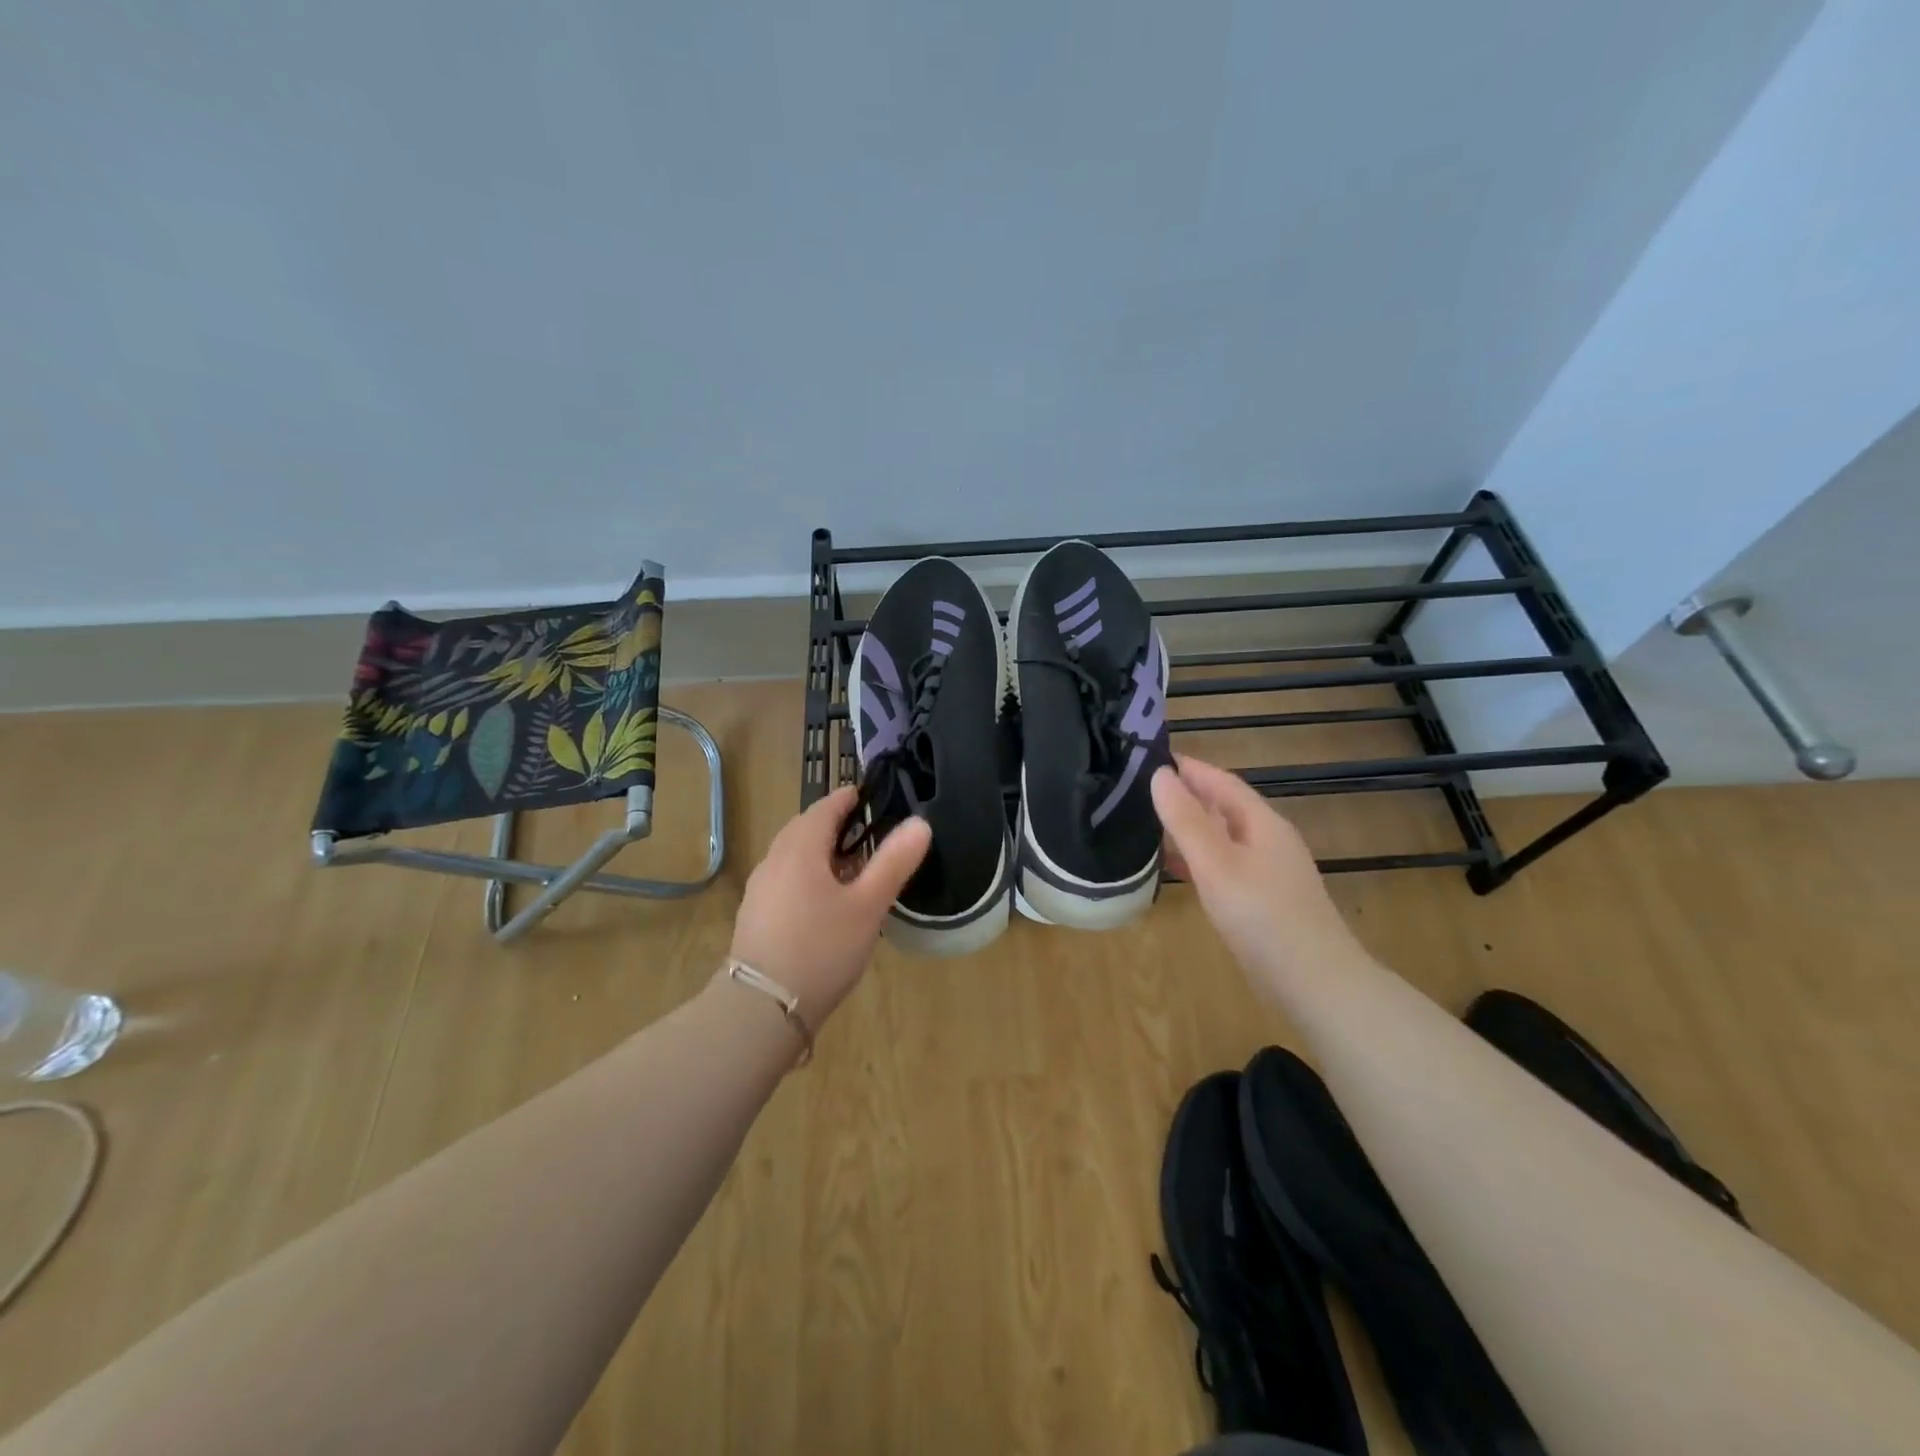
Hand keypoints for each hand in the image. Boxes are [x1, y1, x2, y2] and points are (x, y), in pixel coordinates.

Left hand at [728, 786, 931, 1023]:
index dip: (847, 799)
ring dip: (819, 852)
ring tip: (850, 868)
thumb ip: (893, 863)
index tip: (867, 796)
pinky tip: (824, 902)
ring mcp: (760, 890)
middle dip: (832, 824)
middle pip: (804, 829)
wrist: (762, 1008)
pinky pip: (785, 880)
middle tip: (865, 832)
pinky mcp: (755, 916)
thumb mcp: (868, 906)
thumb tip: (920, 823)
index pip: (823, 808)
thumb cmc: (821, 948)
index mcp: (800, 849)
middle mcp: (774, 861)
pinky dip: (806, 875)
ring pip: (792, 856)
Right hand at [1151, 756, 1366, 991]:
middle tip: (1136, 790)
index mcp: (1262, 822)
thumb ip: (1186, 820)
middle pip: (1221, 807)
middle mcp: (1268, 840)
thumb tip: (1159, 774)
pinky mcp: (1262, 901)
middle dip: (1183, 795)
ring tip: (1144, 825)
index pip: (1220, 781)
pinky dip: (1196, 859)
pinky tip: (1172, 869)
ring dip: (1187, 828)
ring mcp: (1268, 872)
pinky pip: (1223, 865)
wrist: (1316, 985)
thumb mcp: (1217, 864)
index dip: (1187, 767)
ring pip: (1221, 837)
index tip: (1146, 756)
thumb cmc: (1263, 917)